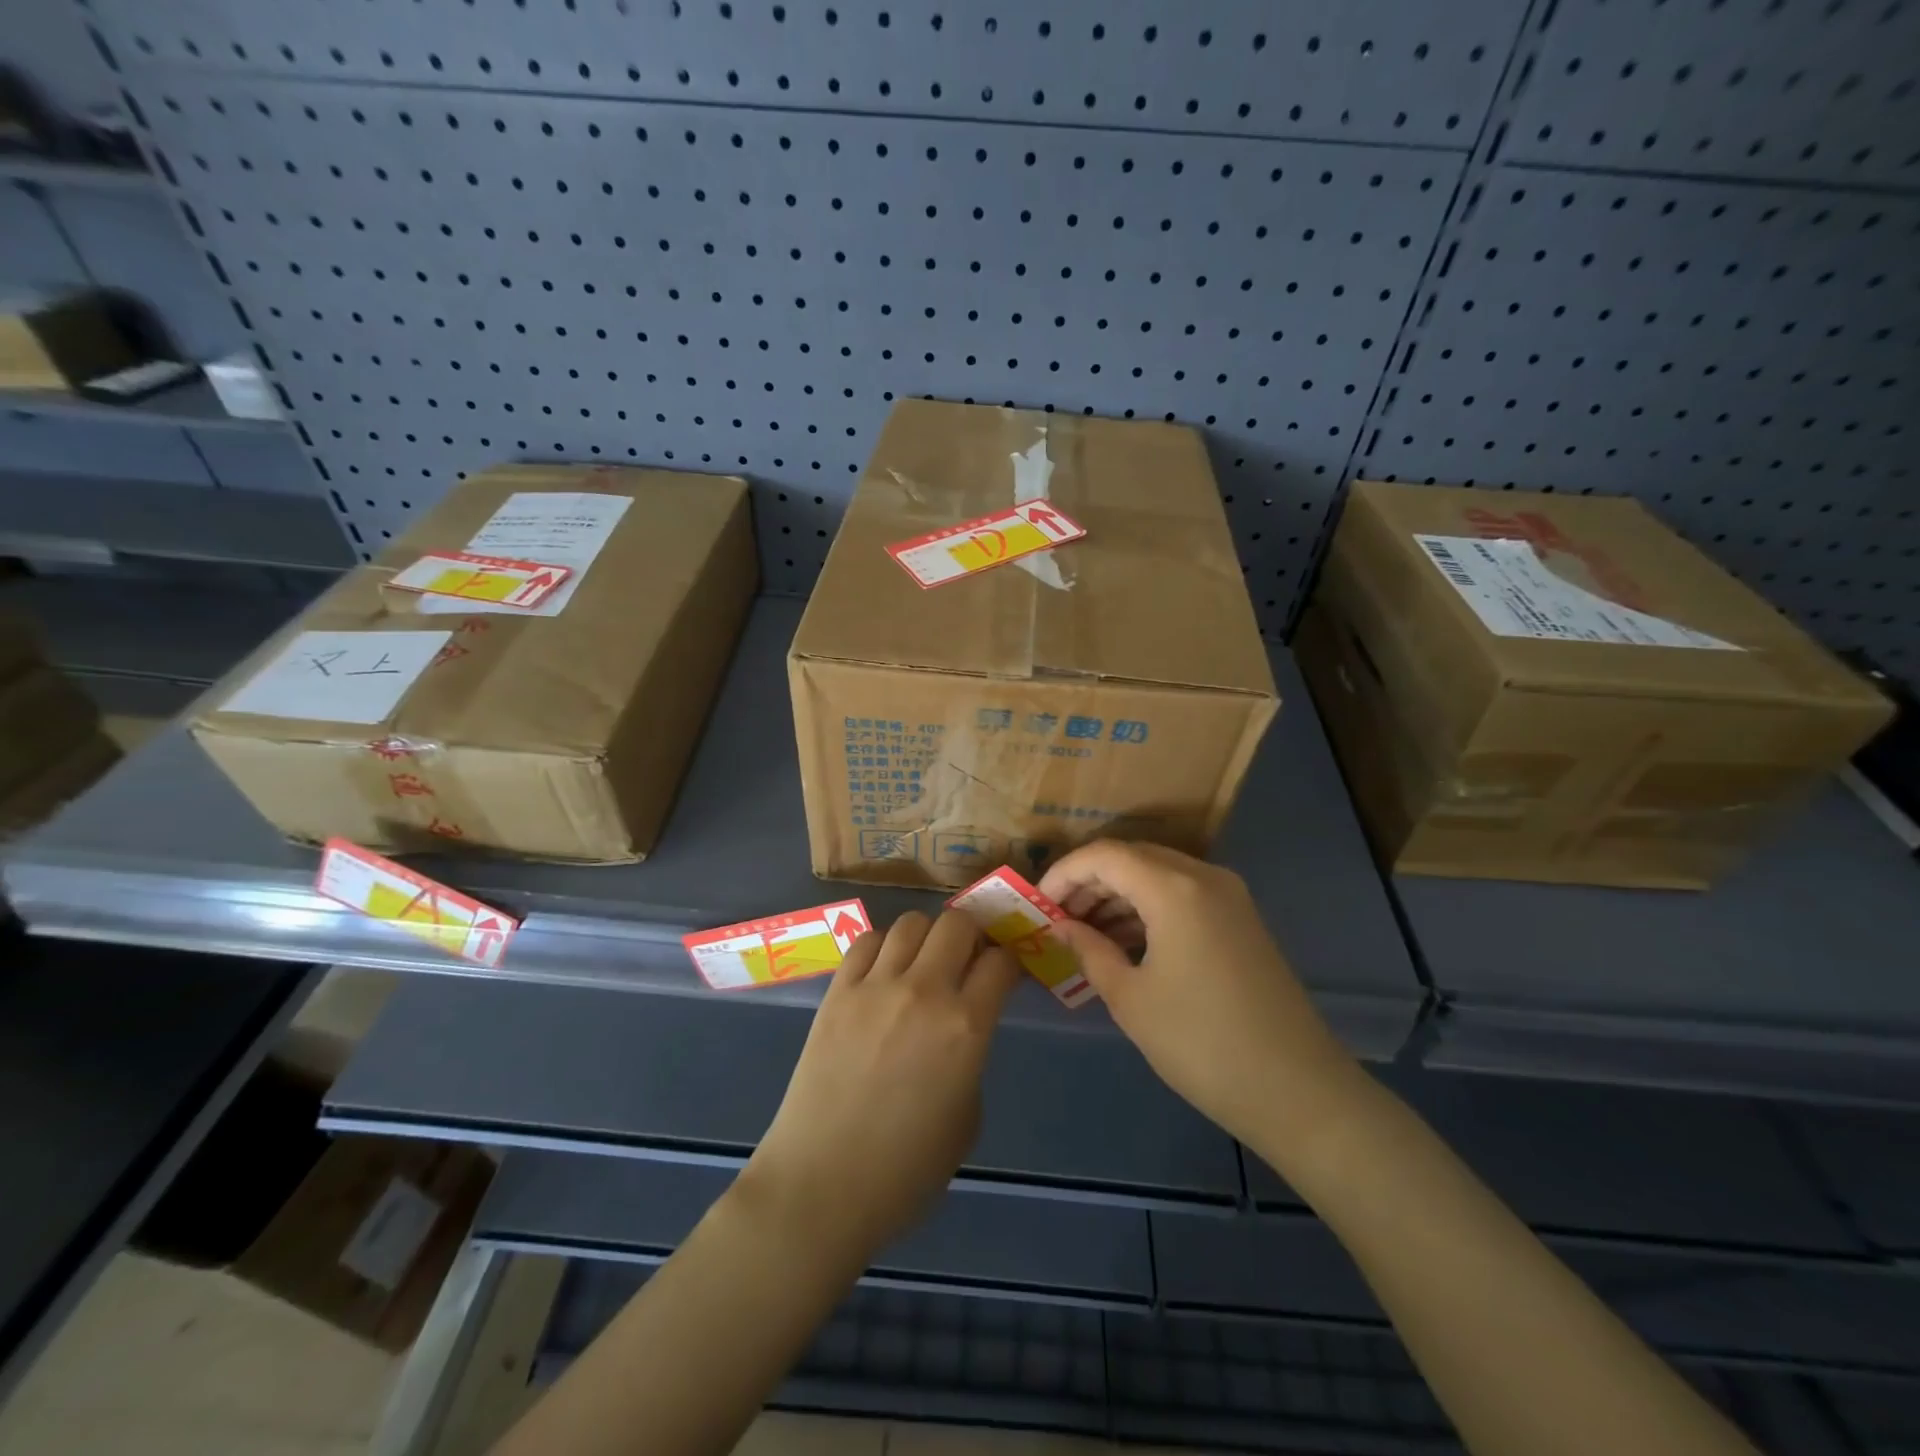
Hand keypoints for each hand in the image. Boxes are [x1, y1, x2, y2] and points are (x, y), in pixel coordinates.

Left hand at [740, 909, 1020, 1259]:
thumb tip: (963, 1028)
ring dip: (927, 936)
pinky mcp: (837, 991)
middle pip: (958, 923)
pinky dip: (883, 946)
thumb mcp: (967, 1116)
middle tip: (968, 960)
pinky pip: (866, 941)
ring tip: (923, 962)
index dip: (1010, 961)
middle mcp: (924, 991)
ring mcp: (875, 986)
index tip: (1007, 972)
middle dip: (973, 935)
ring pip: (911, 922)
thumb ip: (972, 1057)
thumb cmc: (906, 1171)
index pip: (1001, 961)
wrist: (822, 1186)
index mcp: (966, 1027)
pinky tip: (884, 971)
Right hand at [1038, 841, 1365, 1161]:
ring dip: (1118, 895)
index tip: (1037, 905)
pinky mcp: (1241, 920)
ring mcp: (1229, 897)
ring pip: (1158, 875)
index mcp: (1174, 888)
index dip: (1064, 873)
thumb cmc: (1202, 1043)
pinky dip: (1148, 908)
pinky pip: (1182, 895)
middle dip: (1089, 882)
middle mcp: (1204, 877)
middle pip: (1132, 858)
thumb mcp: (1131, 998)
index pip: (1104, 855)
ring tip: (1084, 934)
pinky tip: (1125, 942)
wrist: (1298, 1091)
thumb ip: (1089, 950)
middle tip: (1057, 920)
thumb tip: (1060, 926)